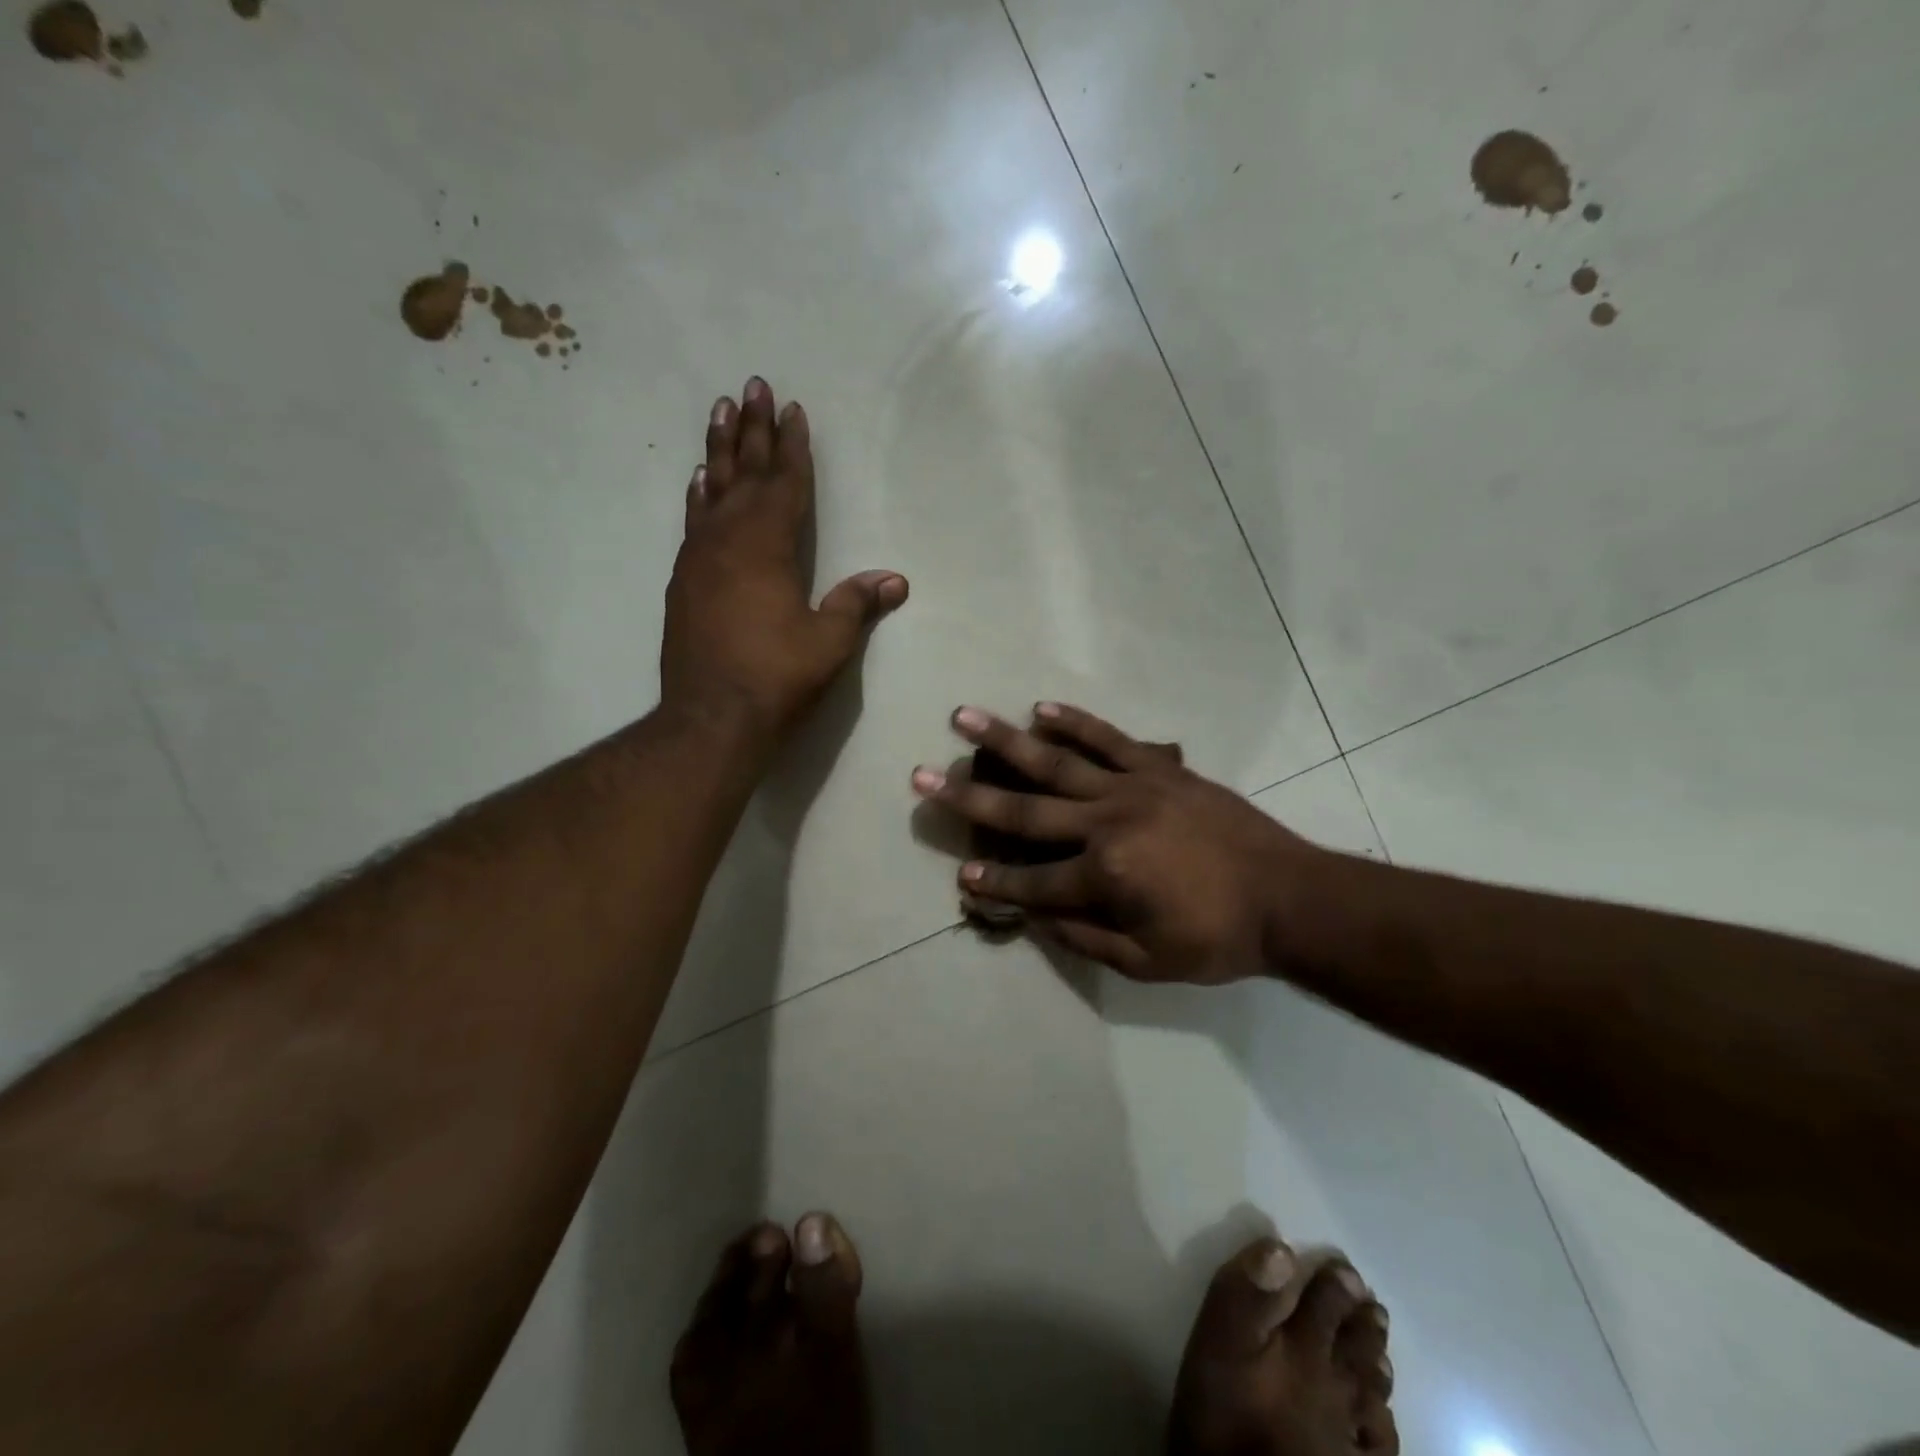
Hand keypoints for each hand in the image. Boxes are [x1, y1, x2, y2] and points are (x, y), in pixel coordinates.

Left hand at [662, 378, 907, 743]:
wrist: (711, 720)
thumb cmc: (776, 678)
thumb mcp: (829, 643)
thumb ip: (856, 604)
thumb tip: (895, 579)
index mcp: (768, 547)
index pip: (786, 485)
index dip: (793, 447)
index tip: (792, 408)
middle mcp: (729, 541)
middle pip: (744, 474)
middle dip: (752, 429)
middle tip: (751, 386)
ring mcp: (700, 560)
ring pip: (712, 490)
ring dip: (719, 450)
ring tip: (720, 410)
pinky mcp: (684, 582)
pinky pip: (693, 522)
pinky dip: (699, 496)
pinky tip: (699, 481)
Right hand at [911, 704, 1321, 982]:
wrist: (1291, 897)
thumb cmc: (1218, 938)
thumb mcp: (1149, 964)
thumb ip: (1086, 941)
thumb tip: (1036, 919)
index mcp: (1104, 877)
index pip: (1032, 882)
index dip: (994, 883)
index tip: (959, 875)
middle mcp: (1107, 824)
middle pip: (1025, 811)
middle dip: (968, 797)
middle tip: (923, 776)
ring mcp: (1133, 788)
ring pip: (1056, 761)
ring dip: (1005, 740)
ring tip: (964, 718)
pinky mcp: (1160, 768)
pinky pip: (1109, 739)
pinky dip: (1074, 724)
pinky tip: (1041, 709)